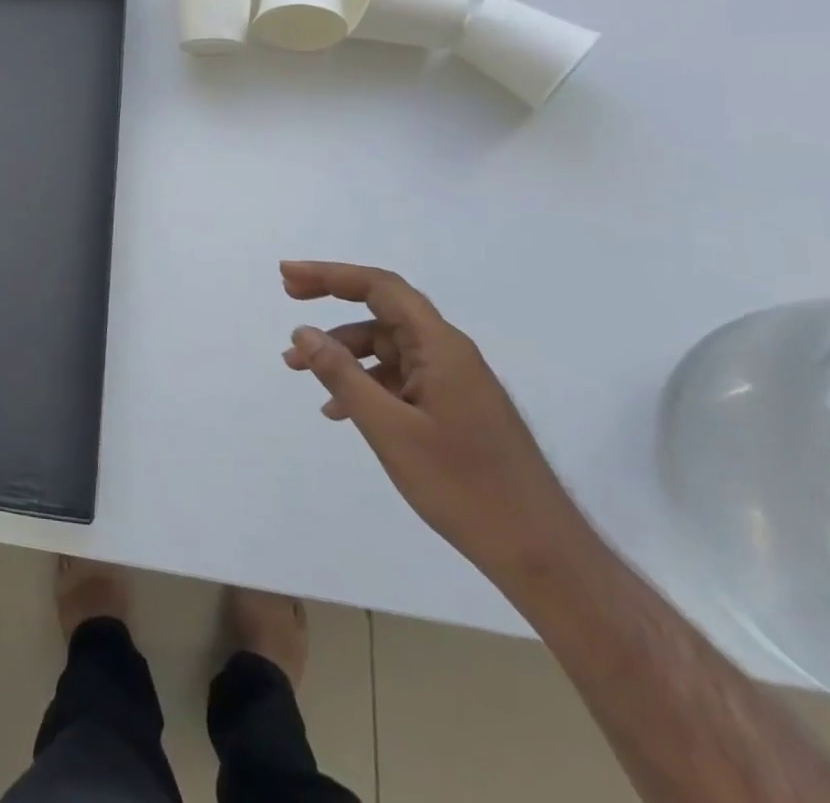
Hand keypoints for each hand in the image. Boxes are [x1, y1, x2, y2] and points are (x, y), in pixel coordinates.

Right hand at [280, 260, 591, 589]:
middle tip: (288, 296)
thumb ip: (342, 375)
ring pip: (387, 346)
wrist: (543, 555)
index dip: (330, 275)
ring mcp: (454, 381)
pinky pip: (399, 378)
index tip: (287, 276)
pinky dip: (364, 382)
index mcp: (440, 347)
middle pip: (382, 309)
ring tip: (298, 368)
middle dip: (332, 300)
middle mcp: (449, 353)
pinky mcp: (454, 408)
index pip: (380, 287)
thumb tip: (303, 332)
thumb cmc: (464, 486)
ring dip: (342, 350)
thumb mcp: (389, 428)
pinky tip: (338, 410)